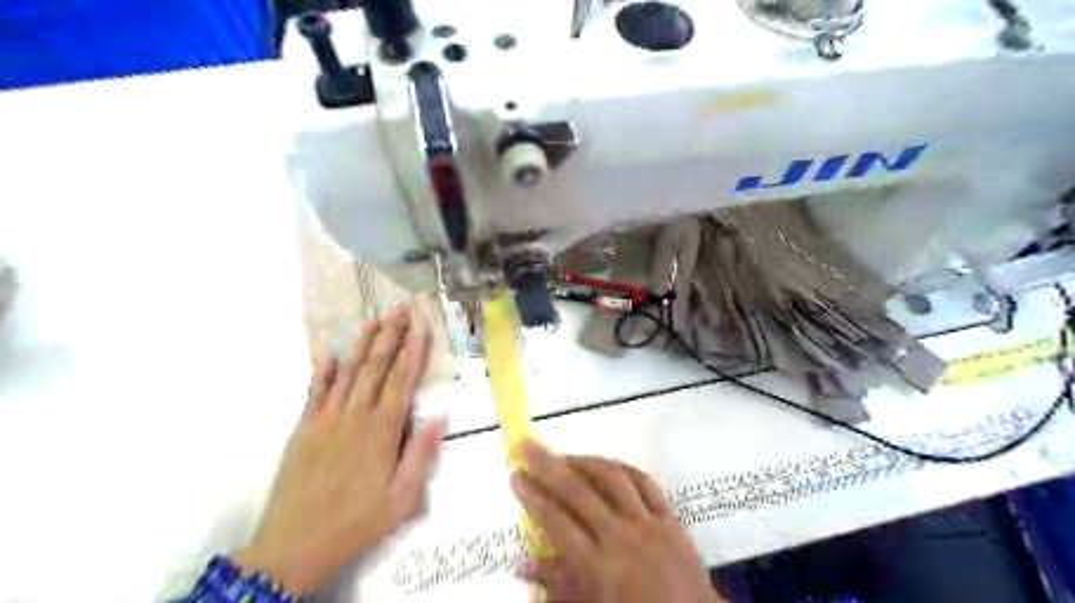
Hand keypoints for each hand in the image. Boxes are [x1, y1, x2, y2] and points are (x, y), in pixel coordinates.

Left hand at [235, 308, 449, 595]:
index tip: (421, 327)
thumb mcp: (402, 498)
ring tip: (372, 320)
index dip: (412, 352)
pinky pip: (314, 393)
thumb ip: (420, 454)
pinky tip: (328, 354)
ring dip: (360, 344)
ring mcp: (324, 420)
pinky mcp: (302, 430)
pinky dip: (321, 371)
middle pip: (375, 368)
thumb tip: (439, 416)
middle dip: (390, 336)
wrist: (294, 547)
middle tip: (400, 309)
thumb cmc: (357, 522)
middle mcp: (354, 416)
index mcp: (381, 431)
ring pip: (346, 373)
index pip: (401, 381)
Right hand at [510, 442, 721, 602]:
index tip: (514, 475)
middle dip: (547, 465)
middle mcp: (619, 536)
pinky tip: (608, 466)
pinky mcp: (671, 518)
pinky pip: (645, 482)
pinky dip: (623, 469)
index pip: (554, 520)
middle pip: (577, 490)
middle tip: (527, 445)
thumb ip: (558, 585)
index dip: (531, 495)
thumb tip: (522, 564)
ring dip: (585, 461)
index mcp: (597, 566)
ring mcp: (648, 523)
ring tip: (565, 456)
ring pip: (612, 478)